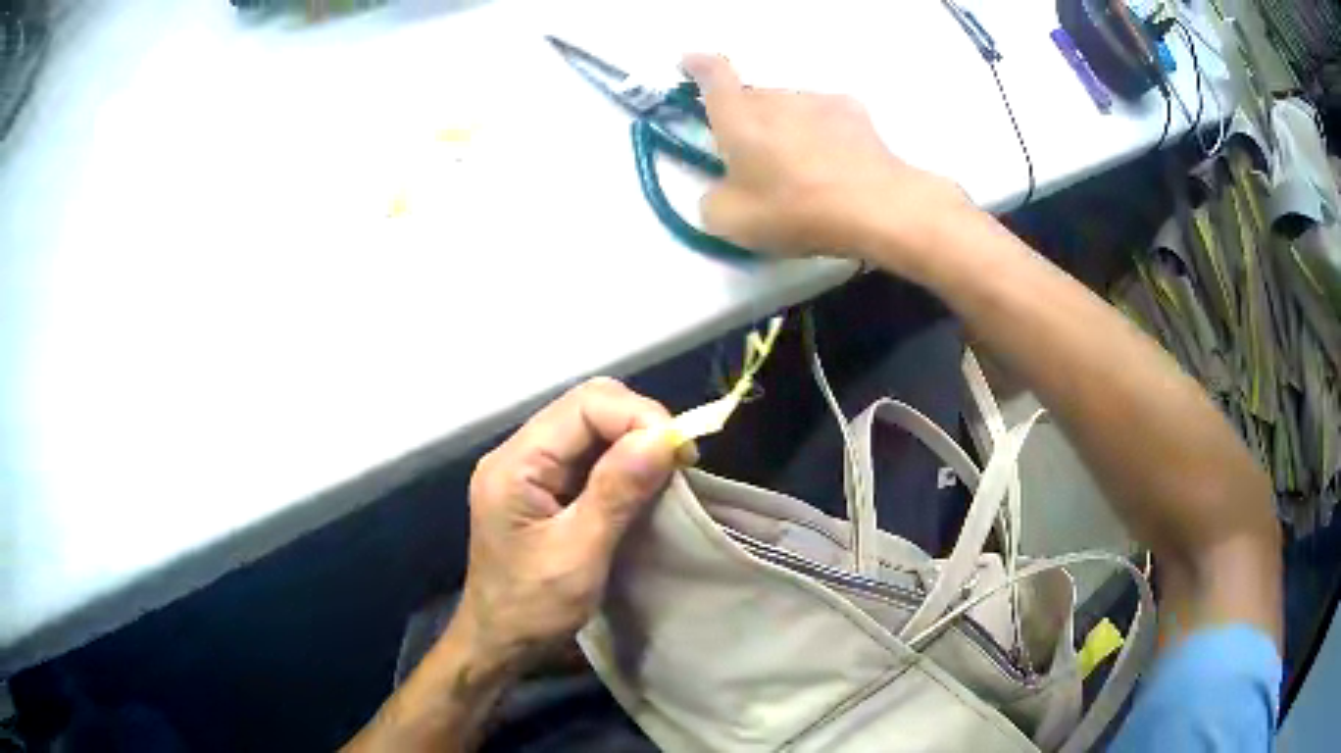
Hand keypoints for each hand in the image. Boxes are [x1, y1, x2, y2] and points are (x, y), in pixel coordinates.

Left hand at [459, 378, 683, 666]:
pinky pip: (589, 454)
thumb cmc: (532, 608)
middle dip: (639, 424)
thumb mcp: (578, 555)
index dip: (638, 416)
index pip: (583, 406)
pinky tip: (645, 483)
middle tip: (679, 461)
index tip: (681, 451)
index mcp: (515, 464)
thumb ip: (616, 492)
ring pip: (591, 427)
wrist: (499, 643)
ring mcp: (530, 469)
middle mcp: (518, 454)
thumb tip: (663, 437)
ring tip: (669, 471)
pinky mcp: (544, 487)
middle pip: (587, 407)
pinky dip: (623, 461)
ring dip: (635, 442)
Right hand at [683, 54, 969, 273]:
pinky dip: (819, 132)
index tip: (690, 62)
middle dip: (745, 118)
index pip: (713, 75)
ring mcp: (817, 100)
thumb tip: (723, 189)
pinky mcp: (853, 111)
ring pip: (789, 107)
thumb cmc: (796, 209)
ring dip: (784, 126)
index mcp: (739, 118)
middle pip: (752, 98)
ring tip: (799, 166)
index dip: (698, 66)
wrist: (876, 206)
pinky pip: (824, 116)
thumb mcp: (731, 221)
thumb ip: (713, 199)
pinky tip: (833, 162)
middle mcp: (776, 98)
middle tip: (752, 154)